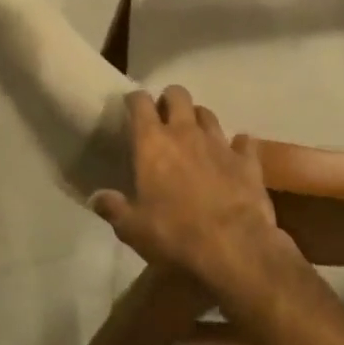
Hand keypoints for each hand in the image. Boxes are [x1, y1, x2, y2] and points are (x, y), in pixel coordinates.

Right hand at [89, 87, 300, 298]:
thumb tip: (96, 198)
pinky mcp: (248, 161)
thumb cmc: (174, 235)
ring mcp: (220, 144)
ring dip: (198, 119)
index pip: (140, 103)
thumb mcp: (132, 228)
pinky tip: (234, 154)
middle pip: (178, 95)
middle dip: (169, 100)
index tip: (130, 105)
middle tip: (164, 116)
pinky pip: (243, 142)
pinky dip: (237, 145)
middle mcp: (186, 133)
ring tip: (194, 134)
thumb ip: (113, 208)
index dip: (134, 99)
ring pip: (208, 114)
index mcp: (153, 143)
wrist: (234, 249)